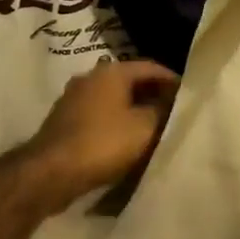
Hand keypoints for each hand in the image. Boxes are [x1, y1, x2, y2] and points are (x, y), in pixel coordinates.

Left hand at [20, 59, 180, 210]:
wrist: (50, 171)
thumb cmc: (102, 143)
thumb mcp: (144, 127)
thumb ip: (162, 110)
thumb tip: (171, 102)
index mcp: (112, 71)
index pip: (151, 67)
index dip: (173, 80)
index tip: (189, 95)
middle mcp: (91, 76)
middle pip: (131, 81)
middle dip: (153, 95)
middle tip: (174, 113)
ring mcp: (74, 97)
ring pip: (114, 99)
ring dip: (134, 110)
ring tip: (154, 128)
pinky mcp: (65, 119)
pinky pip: (99, 114)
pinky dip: (116, 122)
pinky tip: (126, 140)